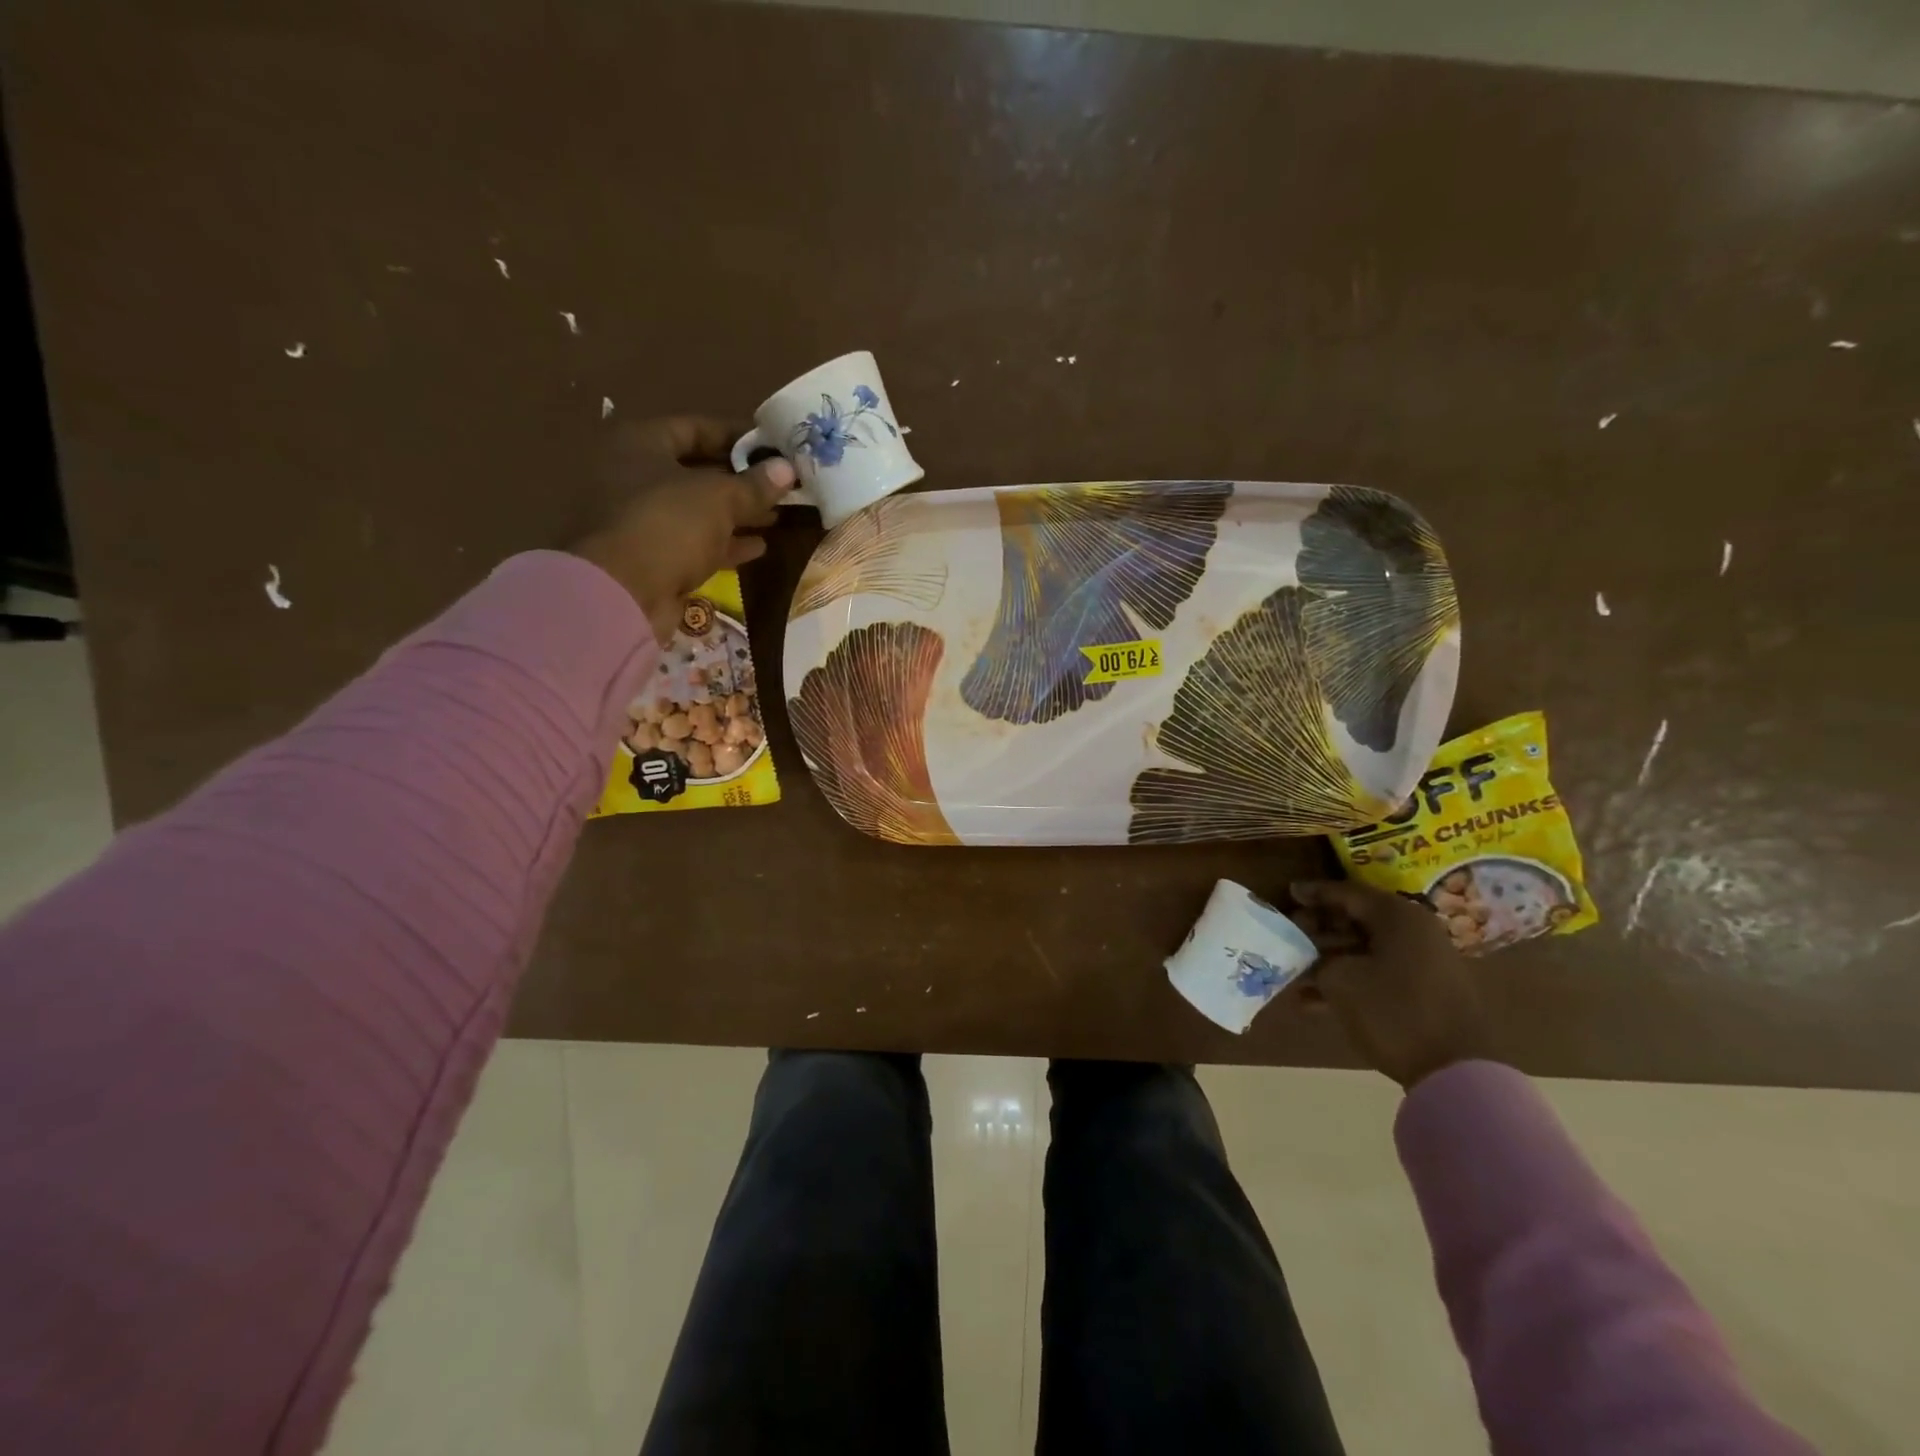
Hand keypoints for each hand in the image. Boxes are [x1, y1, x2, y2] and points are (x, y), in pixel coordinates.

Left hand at [570, 416, 794, 643]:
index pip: (694, 428)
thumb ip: (755, 484)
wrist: (622, 593)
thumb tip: (787, 469)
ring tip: (776, 515)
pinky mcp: (650, 557)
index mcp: (639, 443)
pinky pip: (694, 543)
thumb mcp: (719, 498)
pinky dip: (724, 544)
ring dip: (736, 514)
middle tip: (780, 484)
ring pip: (697, 510)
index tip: (773, 446)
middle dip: (740, 480)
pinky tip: (758, 547)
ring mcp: (640, 519)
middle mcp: (633, 475)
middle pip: (695, 470)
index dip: (736, 436)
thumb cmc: (668, 524)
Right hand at [1290, 879, 1493, 1090]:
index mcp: (1398, 917)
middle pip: (1357, 920)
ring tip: (1295, 974)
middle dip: (1319, 930)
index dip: (1314, 893)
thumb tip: (1309, 955)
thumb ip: (1317, 959)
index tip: (1288, 894)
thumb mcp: (1341, 980)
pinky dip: (1350, 979)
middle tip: (1289, 936)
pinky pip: (1379, 972)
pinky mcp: (1426, 990)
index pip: (1348, 893)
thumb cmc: (1394, 1012)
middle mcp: (1415, 932)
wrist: (1456, 1072)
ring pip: (1365, 949)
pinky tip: (1315, 1002)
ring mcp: (1424, 962)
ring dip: (1329, 959)